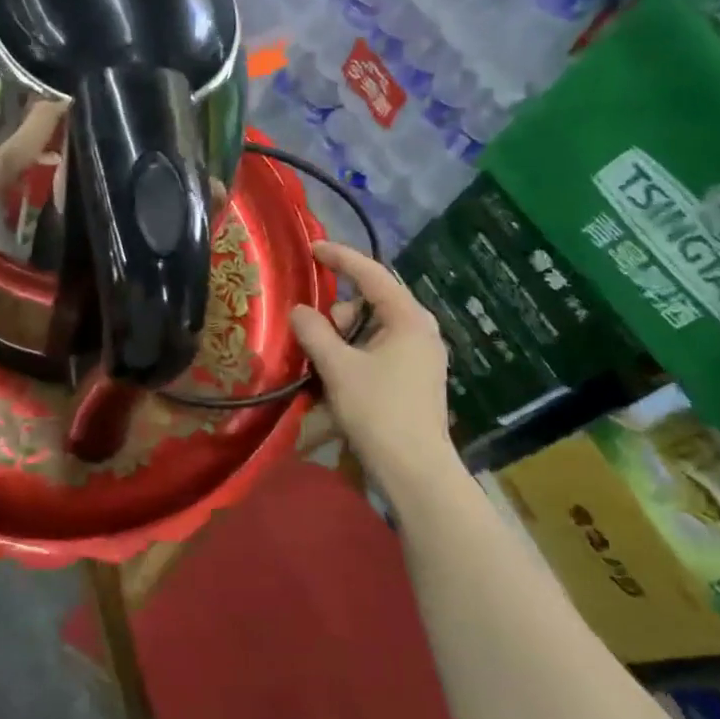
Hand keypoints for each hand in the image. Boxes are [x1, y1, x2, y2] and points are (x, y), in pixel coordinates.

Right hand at [289, 241, 453, 487]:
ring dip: (343, 339)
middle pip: (370, 303)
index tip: (313, 248)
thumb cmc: (379, 412)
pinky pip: (377, 350)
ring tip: (325, 369)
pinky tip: (339, 378)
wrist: (415, 470)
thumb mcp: (338, 368)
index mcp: (409, 319)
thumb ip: (315, 332)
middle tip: (318, 342)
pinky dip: (355, 355)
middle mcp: (420, 330)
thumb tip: (299, 310)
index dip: (341, 258)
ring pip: (371, 329)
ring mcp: (420, 356)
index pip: (372, 274)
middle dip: (339, 314)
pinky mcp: (414, 378)